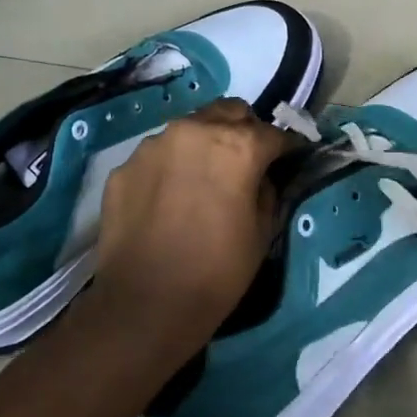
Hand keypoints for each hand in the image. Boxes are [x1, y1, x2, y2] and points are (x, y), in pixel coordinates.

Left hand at [93, 100, 293, 362]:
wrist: (145, 304)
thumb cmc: (217, 271)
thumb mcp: (262, 232)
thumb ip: (267, 190)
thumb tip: (262, 177)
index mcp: (237, 146)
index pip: (274, 133)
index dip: (287, 147)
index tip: (292, 157)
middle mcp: (194, 131)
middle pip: (229, 112)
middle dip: (244, 129)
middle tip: (247, 160)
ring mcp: (153, 146)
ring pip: (190, 129)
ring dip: (204, 144)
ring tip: (204, 179)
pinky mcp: (125, 167)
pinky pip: (158, 156)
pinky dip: (171, 167)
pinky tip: (170, 199)